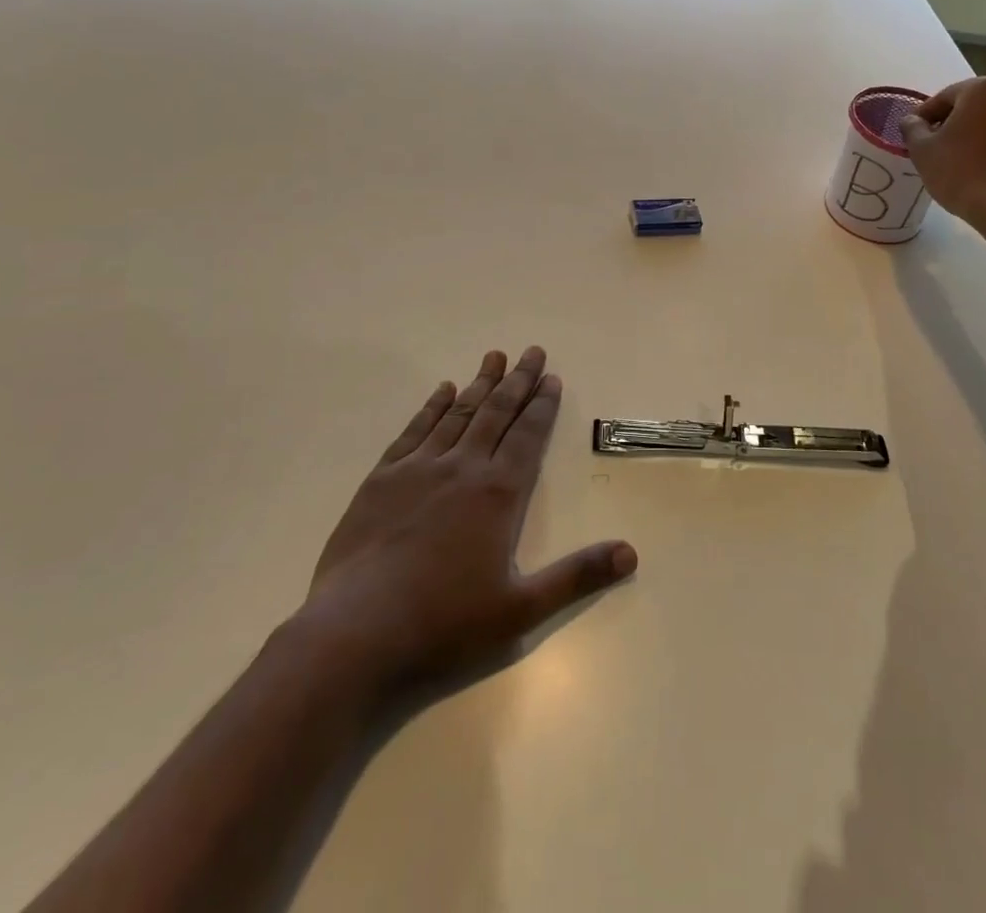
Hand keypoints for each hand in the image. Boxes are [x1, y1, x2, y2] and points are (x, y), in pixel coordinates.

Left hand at [292, 347, 636, 699]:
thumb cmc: (443, 623)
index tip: (552, 378)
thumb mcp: (520, 610)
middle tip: (532, 352)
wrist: (354, 633)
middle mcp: (462, 468)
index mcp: (497, 494)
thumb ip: (576, 577)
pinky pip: (414, 431)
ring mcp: (418, 469)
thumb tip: (631, 553)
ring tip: (494, 357)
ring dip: (479, 384)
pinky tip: (442, 391)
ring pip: (458, 414)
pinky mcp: (382, 479)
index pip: (528, 436)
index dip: (542, 406)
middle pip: (496, 414)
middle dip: (518, 381)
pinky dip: (432, 407)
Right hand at [898, 77, 985, 232]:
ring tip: (967, 165)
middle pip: (977, 108)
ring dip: (984, 139)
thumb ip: (912, 128)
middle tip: (940, 149)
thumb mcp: (922, 149)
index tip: (914, 135)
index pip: (945, 97)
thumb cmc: (960, 170)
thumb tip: (912, 121)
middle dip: (958, 125)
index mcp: (985, 89)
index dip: (925, 116)